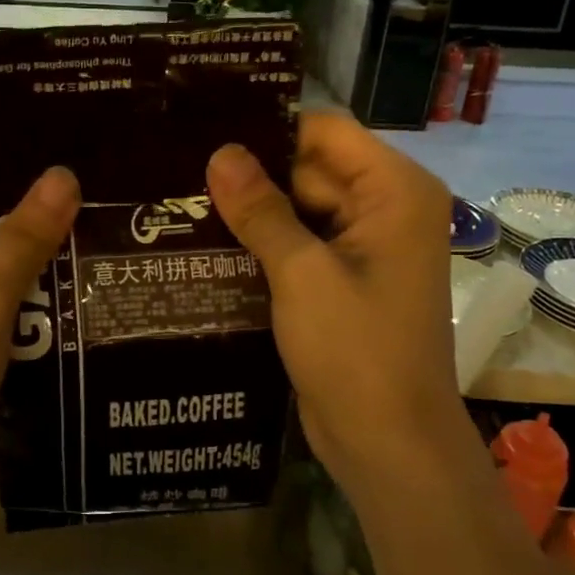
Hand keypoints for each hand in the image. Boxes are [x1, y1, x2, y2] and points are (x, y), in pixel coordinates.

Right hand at [206, 112, 468, 492]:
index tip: (205, 132)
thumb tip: (220, 152)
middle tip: (179, 171)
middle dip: (252, 175)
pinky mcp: (342, 280)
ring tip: (181, 201)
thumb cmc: (356, 350)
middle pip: (309, 169)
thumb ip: (260, 209)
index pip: (325, 132)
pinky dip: (263, 244)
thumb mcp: (301, 274)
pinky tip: (208, 241)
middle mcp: (385, 209)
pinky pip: (300, 244)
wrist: (388, 443)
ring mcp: (364, 247)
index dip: (268, 131)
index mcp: (394, 192)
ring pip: (299, 208)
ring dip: (252, 212)